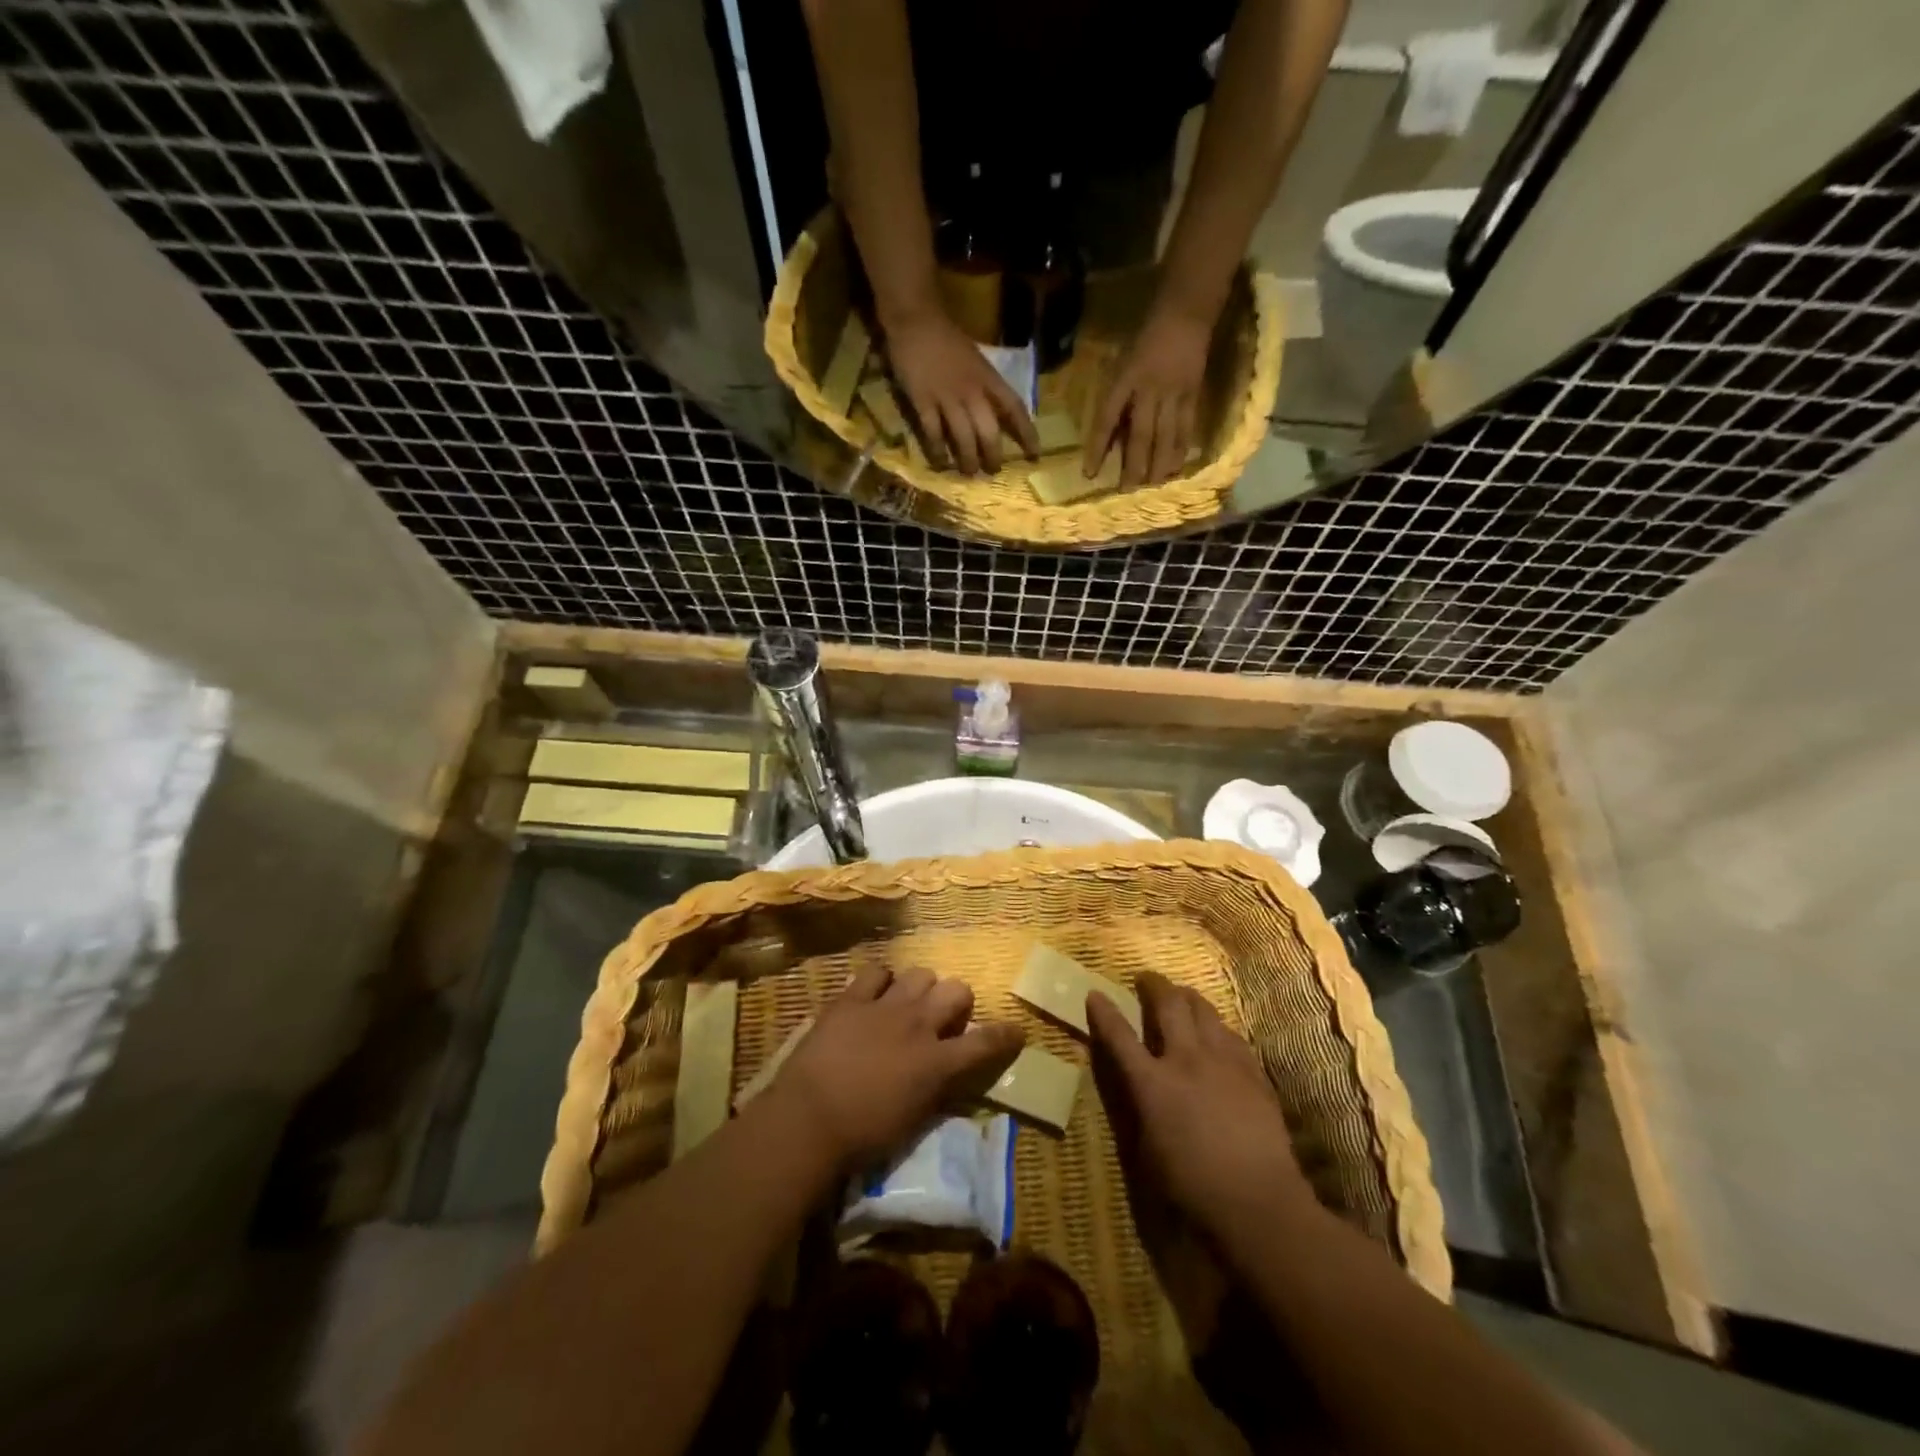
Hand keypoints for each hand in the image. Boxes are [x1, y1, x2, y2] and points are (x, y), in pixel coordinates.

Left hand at [772, 963, 1025, 1168]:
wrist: (808, 1118)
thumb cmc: (863, 1135)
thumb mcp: (913, 1119)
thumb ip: (935, 1088)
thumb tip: (945, 1073)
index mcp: (937, 1062)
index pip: (985, 1042)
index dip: (1006, 1035)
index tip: (1016, 1030)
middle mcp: (918, 1025)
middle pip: (956, 990)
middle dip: (957, 1002)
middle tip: (943, 1019)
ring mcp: (884, 1006)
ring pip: (921, 973)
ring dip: (921, 988)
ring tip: (908, 1002)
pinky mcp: (851, 998)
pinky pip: (876, 971)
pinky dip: (880, 981)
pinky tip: (874, 994)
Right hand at [883, 305, 1039, 475]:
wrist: (915, 319)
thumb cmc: (947, 338)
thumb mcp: (976, 359)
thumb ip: (986, 384)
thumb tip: (997, 412)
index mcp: (988, 377)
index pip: (1015, 408)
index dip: (1026, 433)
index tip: (1034, 455)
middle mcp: (972, 391)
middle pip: (989, 431)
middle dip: (993, 456)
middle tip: (993, 472)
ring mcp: (947, 397)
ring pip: (963, 438)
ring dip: (967, 460)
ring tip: (969, 473)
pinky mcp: (923, 401)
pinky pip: (933, 433)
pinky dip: (938, 451)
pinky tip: (940, 463)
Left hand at [1085, 306, 1211, 486]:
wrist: (1185, 313)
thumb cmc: (1144, 340)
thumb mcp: (1121, 365)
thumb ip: (1116, 402)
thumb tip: (1111, 441)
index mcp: (1125, 380)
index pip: (1107, 420)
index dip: (1098, 448)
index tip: (1090, 474)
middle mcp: (1149, 390)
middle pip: (1140, 435)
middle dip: (1133, 466)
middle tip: (1126, 492)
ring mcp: (1174, 393)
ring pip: (1165, 437)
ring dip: (1158, 465)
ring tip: (1151, 488)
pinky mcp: (1193, 394)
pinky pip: (1186, 428)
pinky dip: (1180, 450)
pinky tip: (1175, 469)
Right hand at [1087, 972, 1313, 1243]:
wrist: (1259, 1201)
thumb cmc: (1193, 1187)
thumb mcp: (1148, 1151)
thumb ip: (1140, 1110)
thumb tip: (1139, 1090)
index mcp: (1153, 1084)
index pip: (1120, 1037)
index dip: (1104, 1012)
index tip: (1094, 993)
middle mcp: (1186, 1060)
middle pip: (1168, 1005)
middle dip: (1153, 985)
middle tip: (1146, 978)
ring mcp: (1223, 1061)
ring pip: (1203, 1010)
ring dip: (1187, 997)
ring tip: (1181, 995)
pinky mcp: (1252, 1072)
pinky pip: (1231, 1034)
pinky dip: (1217, 1026)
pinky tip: (1217, 1033)